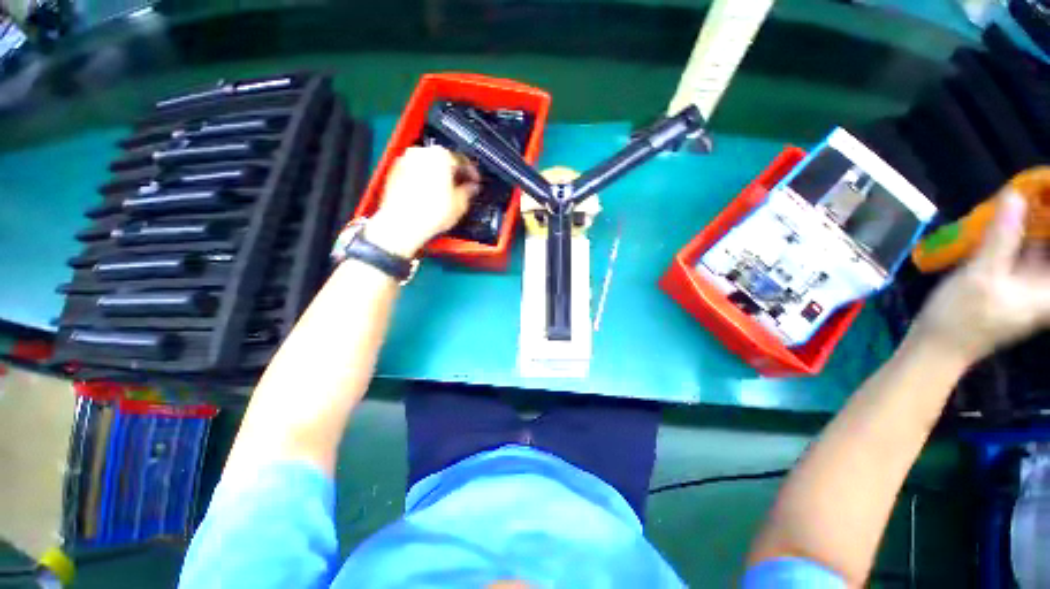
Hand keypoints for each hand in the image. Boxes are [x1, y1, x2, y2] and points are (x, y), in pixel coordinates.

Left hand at [366, 146, 480, 257]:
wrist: (402, 224)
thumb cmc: (430, 213)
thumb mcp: (460, 204)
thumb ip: (468, 191)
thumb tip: (471, 187)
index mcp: (441, 155)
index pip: (462, 160)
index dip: (471, 173)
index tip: (474, 182)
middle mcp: (421, 152)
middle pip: (442, 160)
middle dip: (452, 173)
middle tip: (460, 187)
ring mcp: (405, 160)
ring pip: (427, 165)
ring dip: (437, 176)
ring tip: (443, 193)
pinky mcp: (394, 172)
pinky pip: (414, 172)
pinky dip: (422, 180)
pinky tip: (427, 196)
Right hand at [911, 192, 1049, 364]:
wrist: (939, 346)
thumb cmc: (962, 318)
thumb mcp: (981, 277)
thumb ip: (1001, 239)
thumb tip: (1015, 195)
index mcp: (1049, 290)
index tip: (1047, 189)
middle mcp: (1047, 285)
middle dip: (1045, 214)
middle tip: (1036, 189)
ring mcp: (1031, 283)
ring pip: (1042, 244)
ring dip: (1034, 222)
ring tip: (1022, 198)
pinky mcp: (1014, 281)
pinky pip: (1027, 250)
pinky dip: (1021, 233)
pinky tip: (1009, 219)